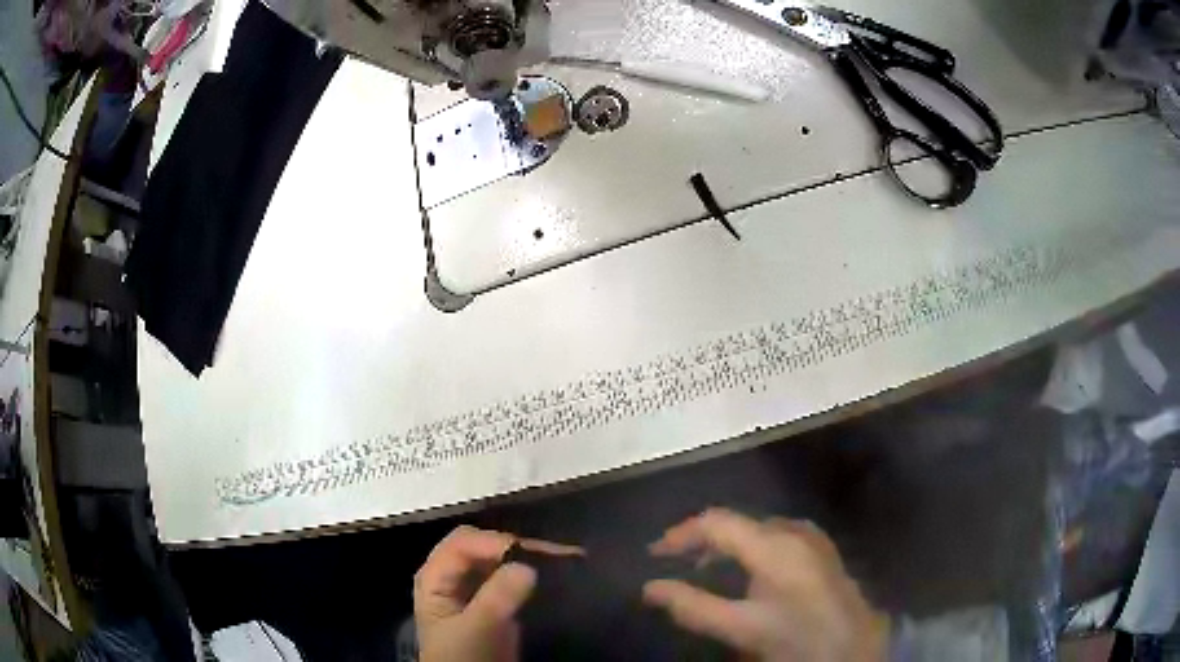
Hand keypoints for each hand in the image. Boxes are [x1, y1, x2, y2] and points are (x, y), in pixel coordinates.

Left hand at [413, 525, 579, 661]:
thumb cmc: (461, 657)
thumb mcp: (476, 629)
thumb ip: (497, 597)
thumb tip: (529, 566)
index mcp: (435, 576)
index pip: (463, 543)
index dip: (494, 542)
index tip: (531, 555)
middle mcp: (453, 576)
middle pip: (484, 546)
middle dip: (518, 547)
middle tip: (557, 553)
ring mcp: (474, 589)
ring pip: (501, 560)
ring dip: (530, 558)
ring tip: (565, 558)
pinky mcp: (495, 603)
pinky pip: (513, 578)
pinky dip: (533, 574)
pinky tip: (556, 575)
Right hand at [643, 509, 889, 661]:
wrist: (854, 645)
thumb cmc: (797, 635)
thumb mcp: (742, 627)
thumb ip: (694, 606)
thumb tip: (649, 589)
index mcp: (773, 543)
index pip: (716, 521)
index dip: (681, 534)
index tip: (654, 554)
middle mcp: (793, 530)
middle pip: (737, 523)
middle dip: (702, 541)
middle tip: (676, 564)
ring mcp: (811, 537)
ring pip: (757, 529)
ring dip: (727, 544)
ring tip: (705, 568)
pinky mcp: (820, 549)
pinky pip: (776, 536)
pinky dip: (751, 548)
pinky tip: (747, 571)